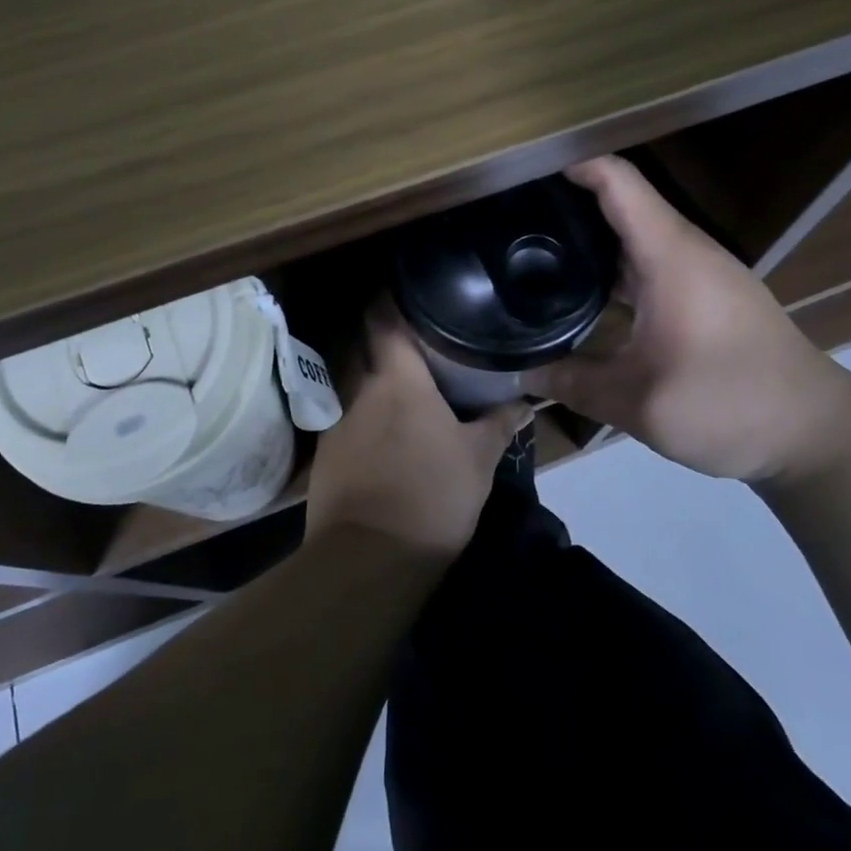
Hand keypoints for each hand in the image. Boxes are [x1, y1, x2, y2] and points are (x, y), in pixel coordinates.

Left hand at [306, 306, 530, 556]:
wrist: (368, 560)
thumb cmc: (431, 495)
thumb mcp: (479, 460)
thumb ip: (500, 424)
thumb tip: (526, 403)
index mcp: (397, 380)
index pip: (383, 319)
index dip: (389, 299)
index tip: (407, 290)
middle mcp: (359, 390)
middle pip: (364, 348)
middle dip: (384, 340)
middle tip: (417, 342)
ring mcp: (336, 422)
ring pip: (355, 386)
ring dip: (375, 383)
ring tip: (404, 391)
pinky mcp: (325, 455)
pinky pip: (346, 420)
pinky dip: (364, 418)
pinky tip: (383, 437)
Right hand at [527, 156, 850, 484]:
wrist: (814, 434)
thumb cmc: (728, 404)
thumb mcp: (639, 403)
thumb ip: (573, 383)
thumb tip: (522, 374)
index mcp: (669, 255)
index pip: (618, 182)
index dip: (573, 164)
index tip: (523, 172)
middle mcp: (685, 251)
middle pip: (622, 204)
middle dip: (569, 203)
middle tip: (513, 219)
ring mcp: (700, 273)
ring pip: (636, 237)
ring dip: (591, 238)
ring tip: (535, 251)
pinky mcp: (708, 296)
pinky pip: (650, 263)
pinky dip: (614, 267)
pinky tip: (584, 292)